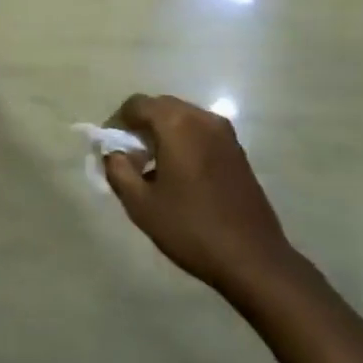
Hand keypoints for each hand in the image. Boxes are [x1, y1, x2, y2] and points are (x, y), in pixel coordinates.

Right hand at [103, 94, 297, 296]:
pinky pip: (200, 132)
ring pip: (182, 118)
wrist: (252, 258)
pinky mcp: (237, 150)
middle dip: (140, 126)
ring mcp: (225, 133)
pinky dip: (183, 141)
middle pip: (161, 106)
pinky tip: (179, 175)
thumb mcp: (141, 204)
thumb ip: (117, 170)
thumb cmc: (190, 229)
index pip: (137, 104)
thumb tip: (113, 153)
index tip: (110, 149)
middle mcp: (203, 119)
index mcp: (177, 125)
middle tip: (128, 158)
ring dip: (162, 133)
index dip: (117, 122)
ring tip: (152, 168)